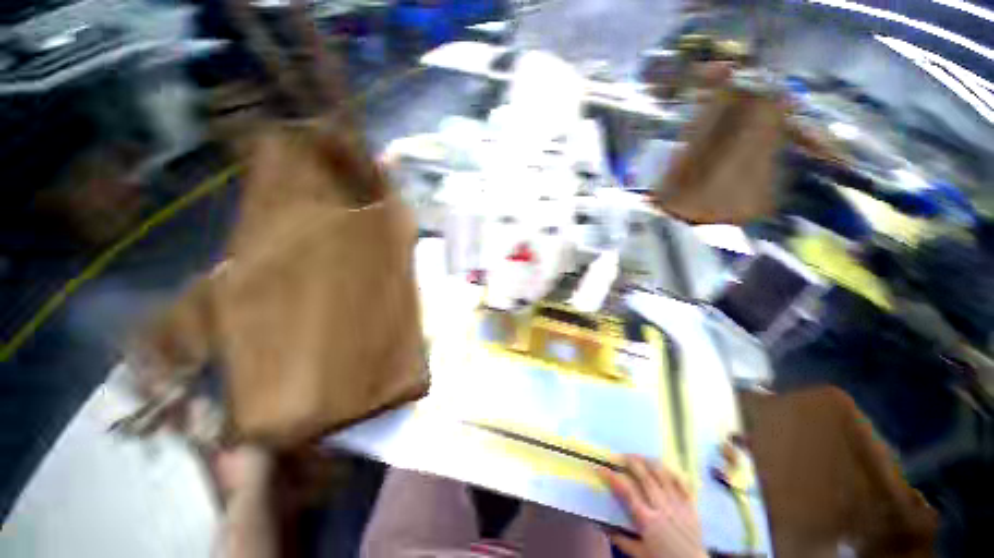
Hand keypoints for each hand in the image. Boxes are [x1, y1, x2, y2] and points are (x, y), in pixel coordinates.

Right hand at [601, 455, 706, 557]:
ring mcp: (678, 505)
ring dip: (649, 462)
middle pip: (645, 477)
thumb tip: (603, 526)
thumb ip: (621, 540)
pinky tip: (663, 467)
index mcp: (647, 520)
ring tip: (640, 456)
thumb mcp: (640, 555)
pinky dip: (671, 472)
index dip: (613, 477)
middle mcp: (662, 508)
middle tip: (621, 455)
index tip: (601, 468)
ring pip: (663, 475)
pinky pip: (682, 483)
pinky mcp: (691, 506)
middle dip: (632, 462)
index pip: (627, 491)